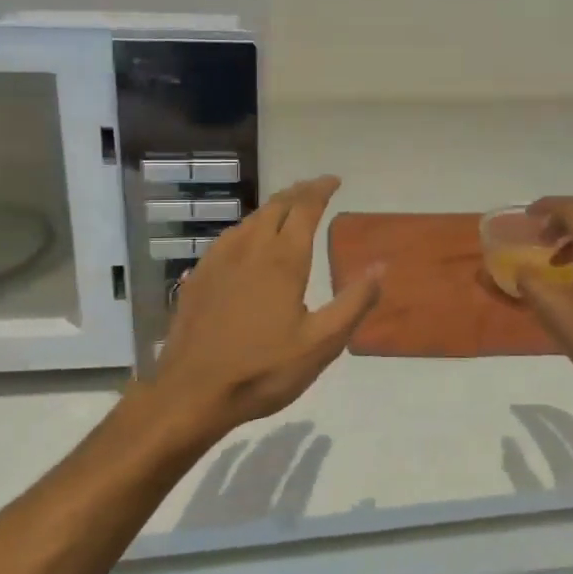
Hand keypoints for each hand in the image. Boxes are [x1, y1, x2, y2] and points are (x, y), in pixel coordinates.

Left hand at [149, 176, 382, 435]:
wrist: (191, 393)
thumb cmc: (263, 370)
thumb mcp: (321, 344)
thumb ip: (353, 302)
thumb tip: (381, 266)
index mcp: (283, 260)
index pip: (305, 209)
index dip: (321, 190)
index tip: (334, 180)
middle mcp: (250, 249)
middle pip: (276, 206)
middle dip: (298, 192)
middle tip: (315, 189)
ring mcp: (219, 261)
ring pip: (250, 220)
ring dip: (273, 207)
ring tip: (287, 209)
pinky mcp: (199, 277)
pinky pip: (229, 237)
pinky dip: (248, 227)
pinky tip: (247, 241)